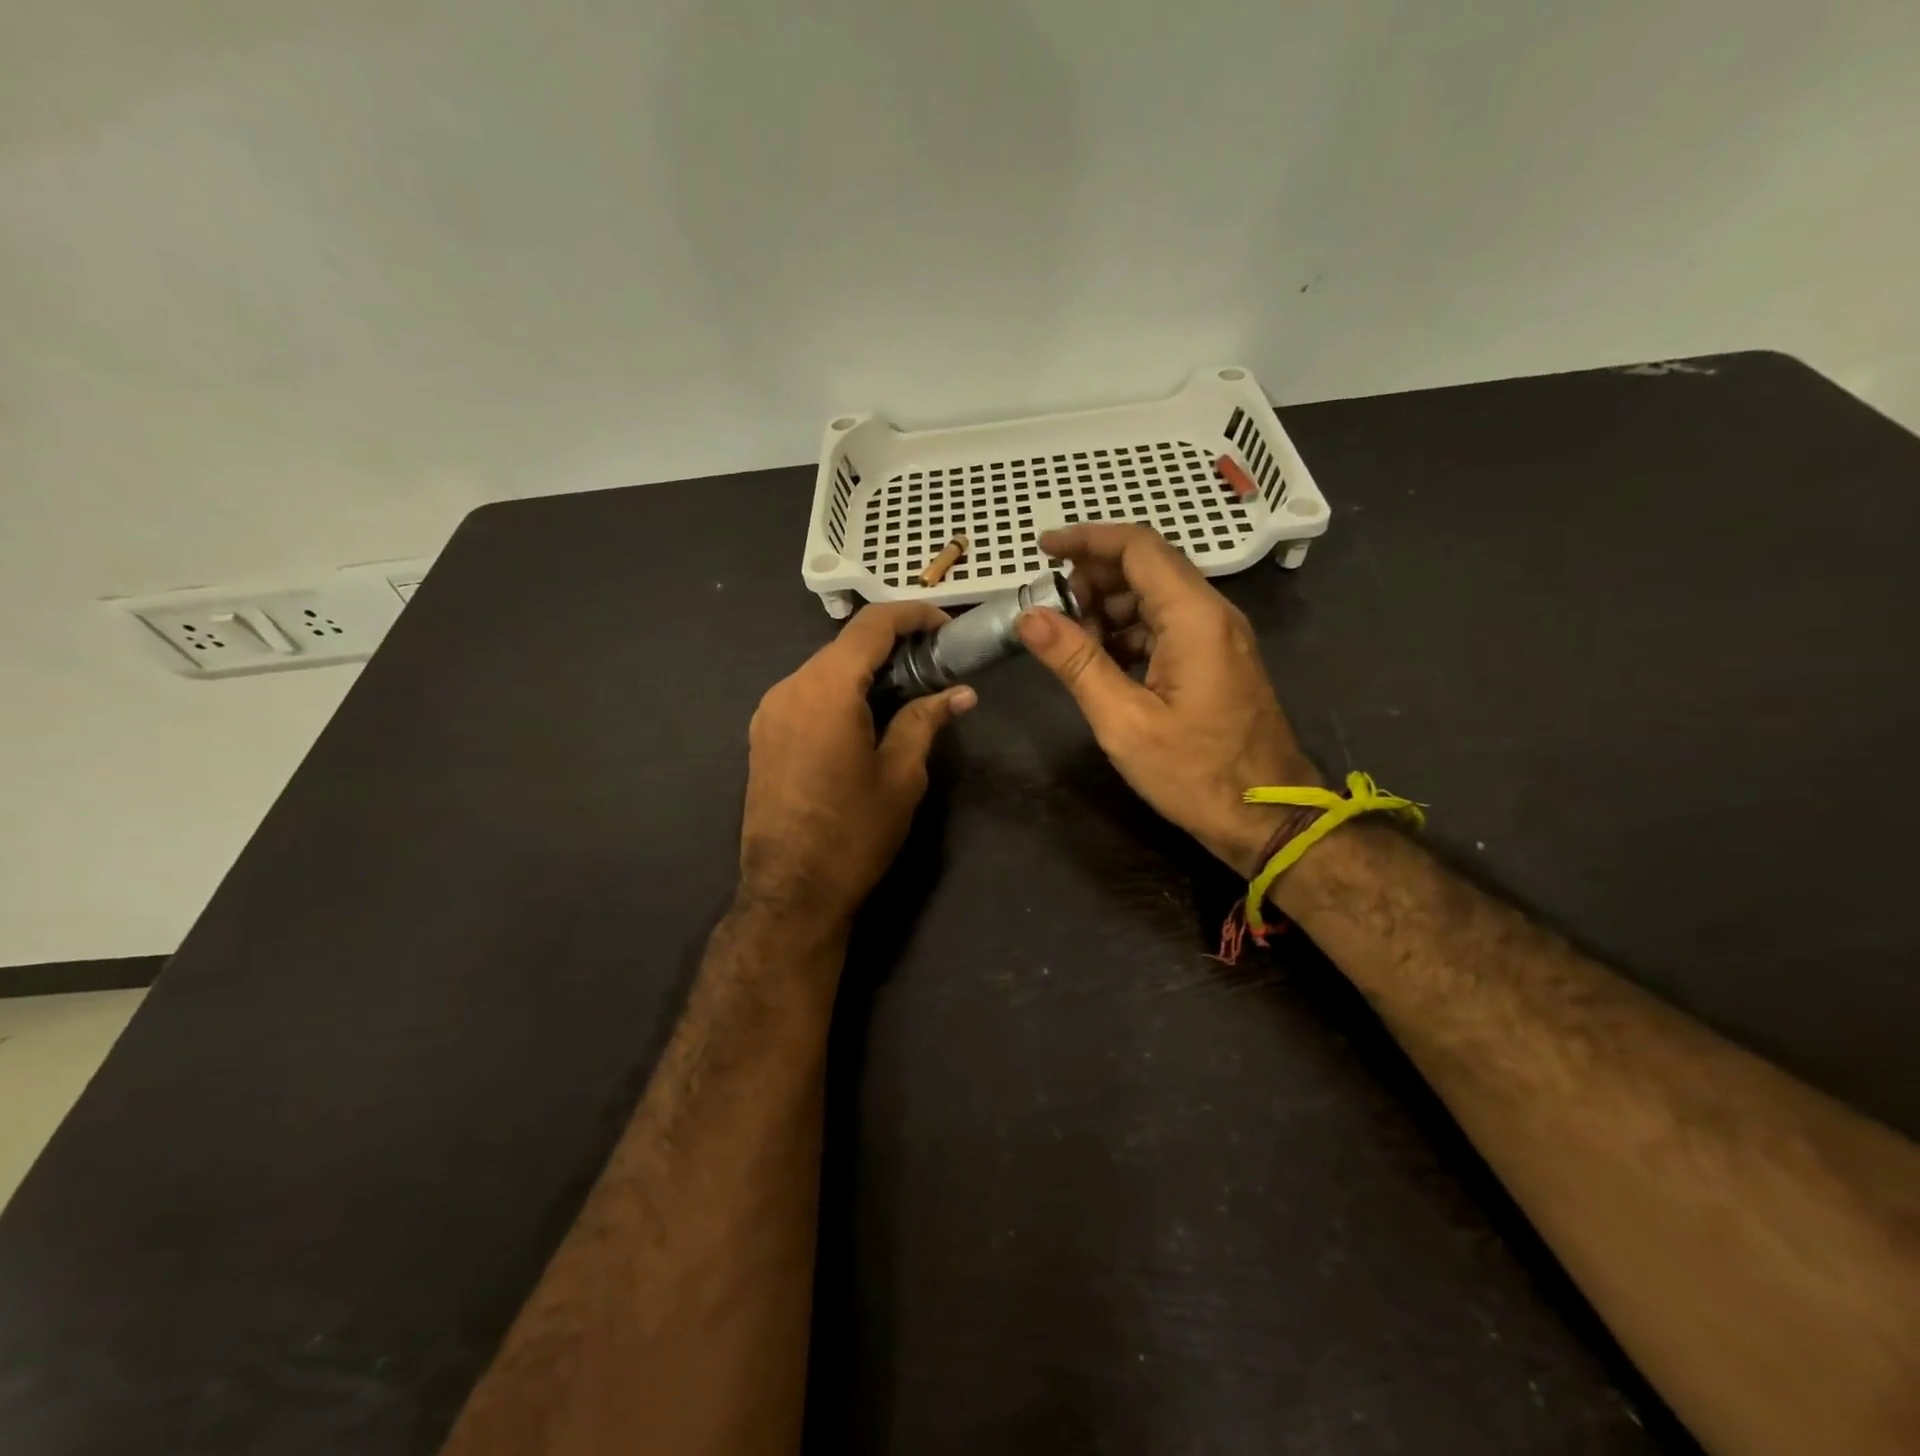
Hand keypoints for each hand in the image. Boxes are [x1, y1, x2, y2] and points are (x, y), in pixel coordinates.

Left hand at [741, 603, 974, 928]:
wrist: (790, 891)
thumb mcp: (901, 775)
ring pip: (824, 670)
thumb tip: (961, 694)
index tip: (945, 628)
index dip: (913, 615)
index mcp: (825, 689)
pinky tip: (866, 717)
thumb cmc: (854, 832)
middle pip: (844, 646)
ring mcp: (769, 711)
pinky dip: (840, 692)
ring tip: (906, 691)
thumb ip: (926, 720)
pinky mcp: (762, 735)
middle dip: (892, 645)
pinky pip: (806, 695)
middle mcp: (789, 687)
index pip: (871, 625)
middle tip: (934, 664)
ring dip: (864, 670)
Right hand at [1017, 525, 1320, 875]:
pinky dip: (1130, 631)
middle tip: (1052, 611)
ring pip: (1156, 596)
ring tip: (1071, 642)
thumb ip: (1076, 662)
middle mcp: (1212, 613)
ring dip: (1109, 607)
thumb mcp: (1123, 721)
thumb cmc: (1195, 773)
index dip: (1087, 540)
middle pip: (1148, 567)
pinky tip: (1103, 661)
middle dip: (1093, 577)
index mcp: (1194, 617)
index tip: (1043, 549)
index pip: (1138, 548)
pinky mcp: (1217, 659)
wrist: (1267, 818)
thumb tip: (1029, 616)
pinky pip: (1168, 625)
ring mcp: (1219, 636)